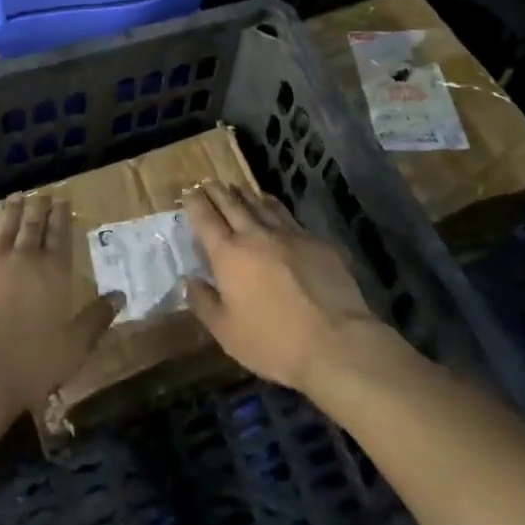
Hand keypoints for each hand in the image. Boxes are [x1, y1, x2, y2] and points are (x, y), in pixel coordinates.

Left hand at [0, 192, 119, 424]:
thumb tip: (120, 295)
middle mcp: (24, 258)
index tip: (62, 201)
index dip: (61, 215)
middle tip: (42, 194)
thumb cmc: (31, 365)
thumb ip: (96, 319)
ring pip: (6, 224)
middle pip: (33, 223)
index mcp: (53, 272)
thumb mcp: (74, 348)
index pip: (60, 234)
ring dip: (13, 208)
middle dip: (39, 206)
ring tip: (17, 196)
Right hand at [183, 181, 383, 393]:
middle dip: (216, 190)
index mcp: (229, 254)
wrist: (336, 342)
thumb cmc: (274, 342)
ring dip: (244, 193)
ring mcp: (288, 233)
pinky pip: (286, 214)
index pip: (205, 218)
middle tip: (208, 182)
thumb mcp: (227, 333)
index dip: (194, 202)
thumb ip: (204, 303)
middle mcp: (255, 234)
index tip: (188, 192)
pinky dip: (272, 205)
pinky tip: (272, 206)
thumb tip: (188, 281)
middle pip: (231, 203)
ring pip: (260, 203)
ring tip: (237, 188)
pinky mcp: (314, 240)